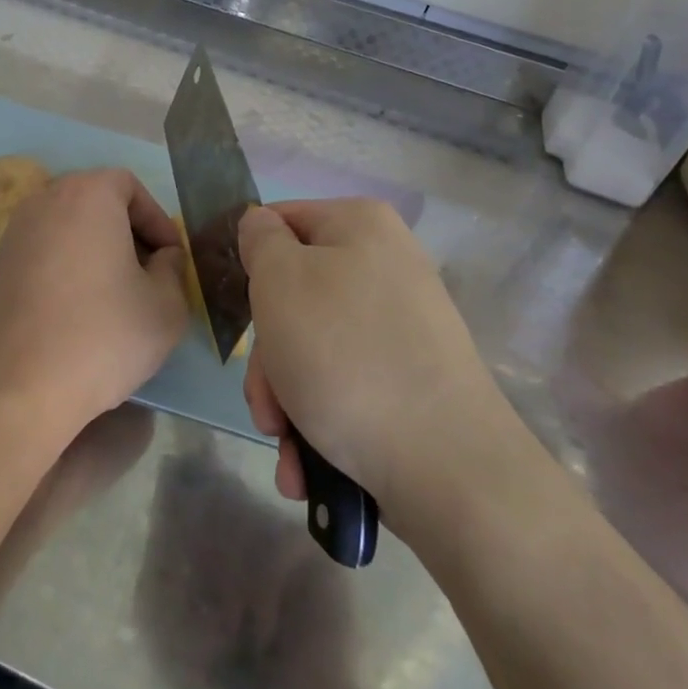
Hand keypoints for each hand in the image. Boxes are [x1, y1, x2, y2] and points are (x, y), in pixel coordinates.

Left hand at [0, 169, 189, 438]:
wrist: (17, 388)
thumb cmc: (102, 336)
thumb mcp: (166, 306)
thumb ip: (173, 269)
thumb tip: (162, 258)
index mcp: (86, 195)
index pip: (129, 186)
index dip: (157, 221)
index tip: (170, 260)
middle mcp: (44, 202)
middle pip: (96, 203)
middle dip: (128, 234)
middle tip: (148, 275)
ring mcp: (13, 234)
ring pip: (68, 229)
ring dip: (96, 252)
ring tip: (115, 297)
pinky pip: (44, 254)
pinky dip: (66, 270)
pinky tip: (77, 313)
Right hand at [238, 199, 511, 522]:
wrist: (445, 465)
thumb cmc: (344, 356)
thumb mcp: (279, 281)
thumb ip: (260, 241)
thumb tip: (261, 226)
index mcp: (360, 225)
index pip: (280, 223)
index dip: (251, 265)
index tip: (242, 314)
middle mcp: (386, 266)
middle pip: (293, 296)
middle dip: (268, 359)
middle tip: (266, 403)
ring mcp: (402, 325)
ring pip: (313, 348)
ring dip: (286, 400)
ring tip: (287, 443)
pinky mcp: (411, 378)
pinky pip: (345, 383)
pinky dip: (319, 419)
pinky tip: (308, 465)